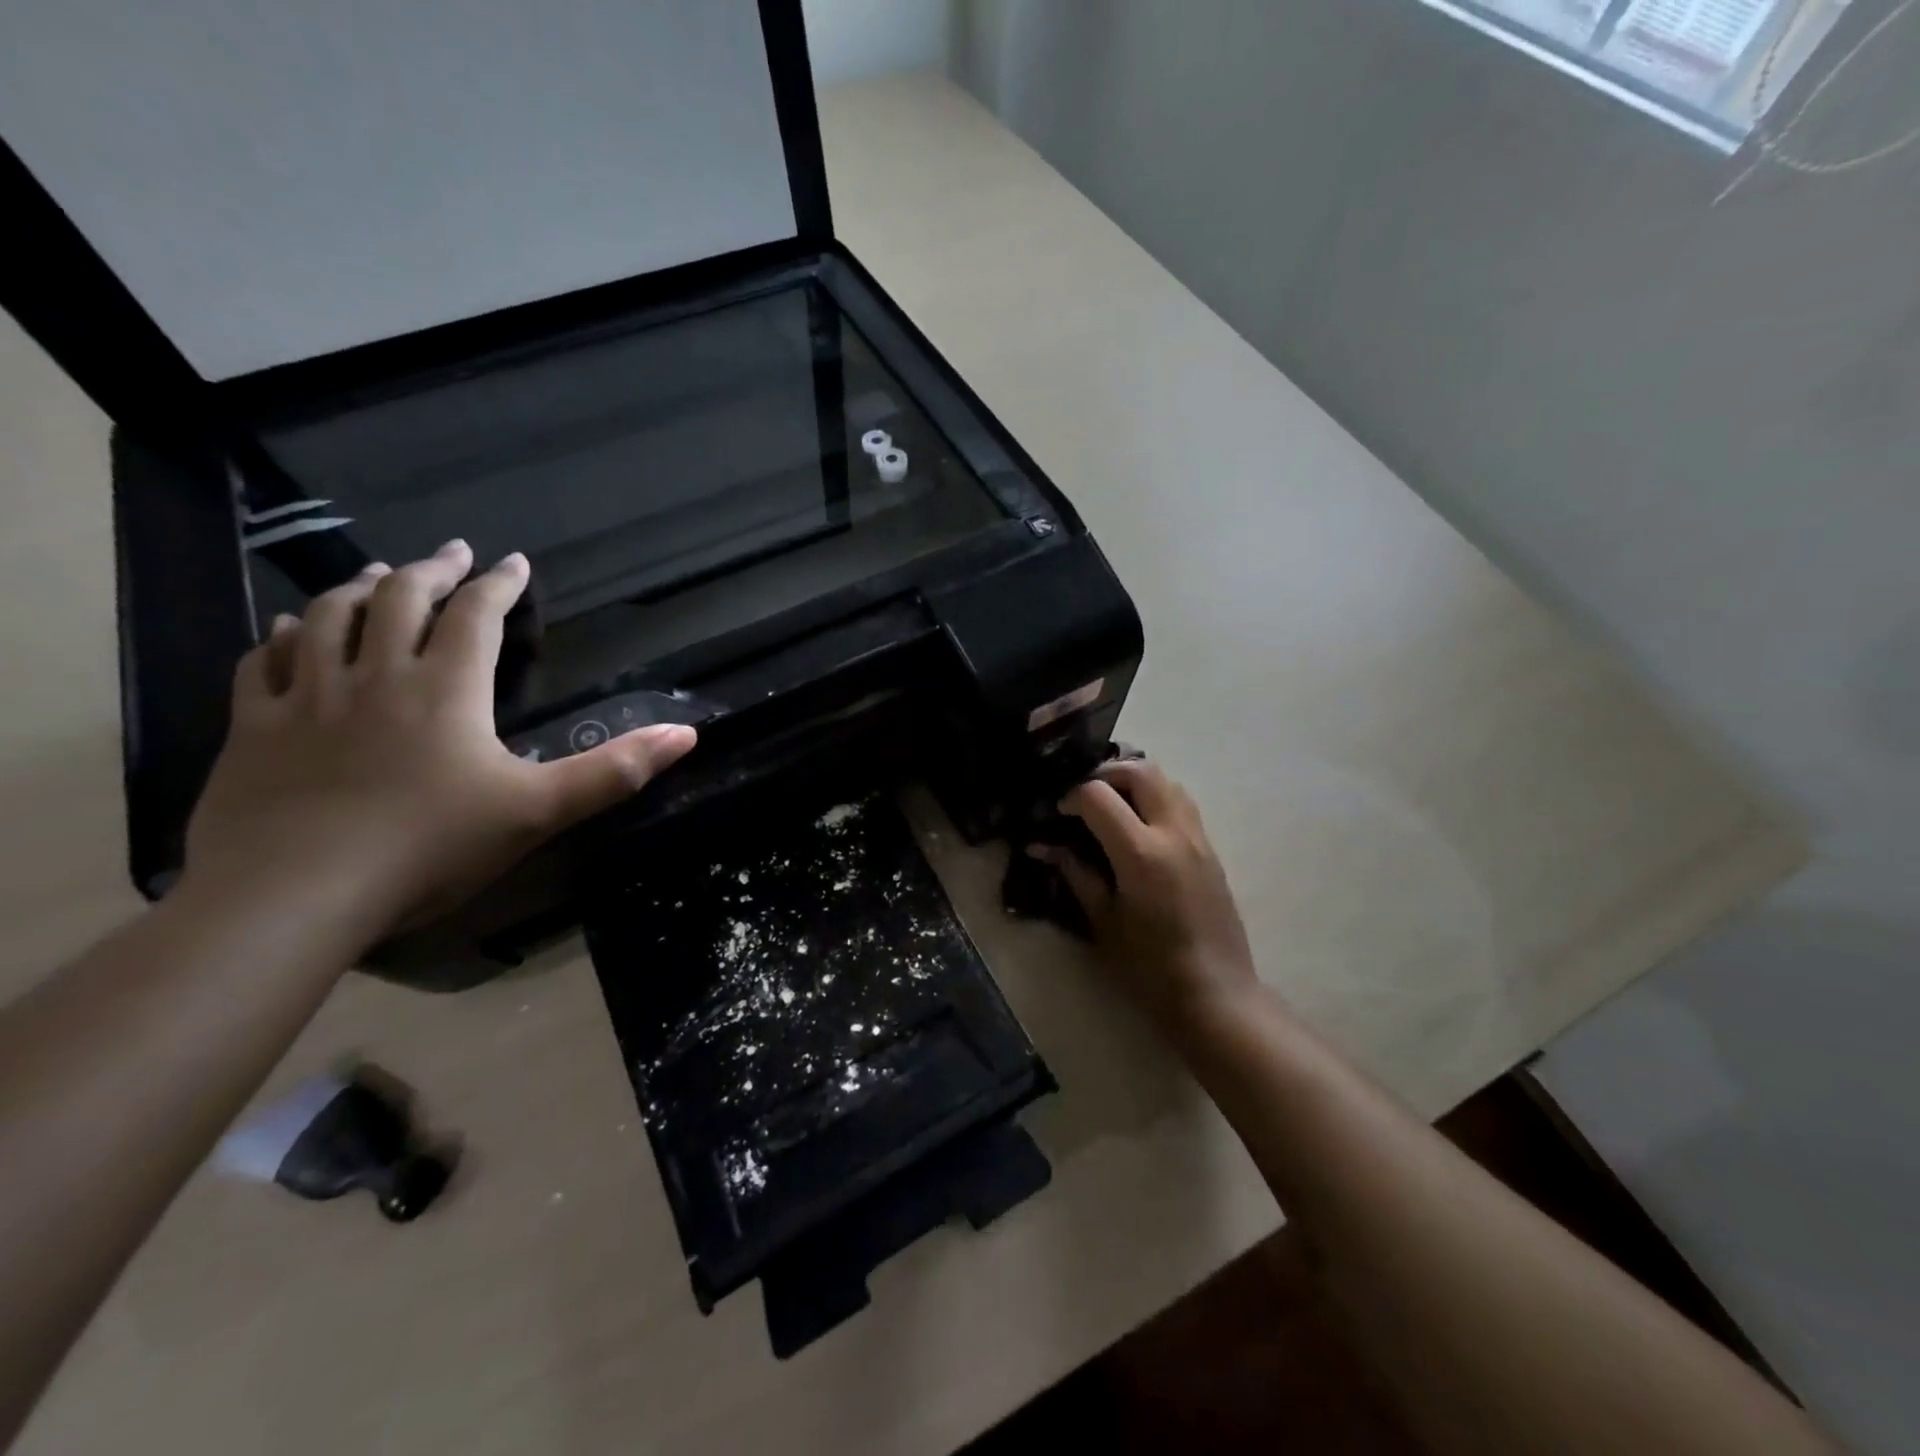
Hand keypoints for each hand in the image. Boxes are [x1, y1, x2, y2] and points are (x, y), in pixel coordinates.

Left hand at [184, 540, 695, 945]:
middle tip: (450, 553)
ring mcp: (306, 699)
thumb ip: (614, 771)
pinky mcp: (252, 730)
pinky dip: (282, 637)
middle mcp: (376, 676)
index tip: (513, 561)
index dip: (499, 584)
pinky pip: (262, 665)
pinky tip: (289, 630)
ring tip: (374, 574)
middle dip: (430, 570)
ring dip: (355, 589)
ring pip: (328, 620)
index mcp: (447, 690)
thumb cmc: (431, 847)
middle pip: (399, 600)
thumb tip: (686, 733)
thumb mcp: (539, 811)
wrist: (293, 896)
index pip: (476, 616)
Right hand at [1034, 759, 1256, 1027]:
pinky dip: (1155, 797)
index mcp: (1141, 853)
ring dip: (1134, 781)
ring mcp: (1198, 838)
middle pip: (1140, 771)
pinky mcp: (1211, 849)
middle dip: (1105, 773)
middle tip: (1084, 797)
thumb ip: (1075, 874)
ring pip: (1167, 780)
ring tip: (1111, 806)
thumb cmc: (1150, 966)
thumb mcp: (1103, 921)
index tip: (1058, 813)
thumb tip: (1042, 846)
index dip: (1071, 796)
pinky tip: (1138, 827)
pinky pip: (1182, 802)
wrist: (1216, 993)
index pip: (1097, 795)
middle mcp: (1173, 833)